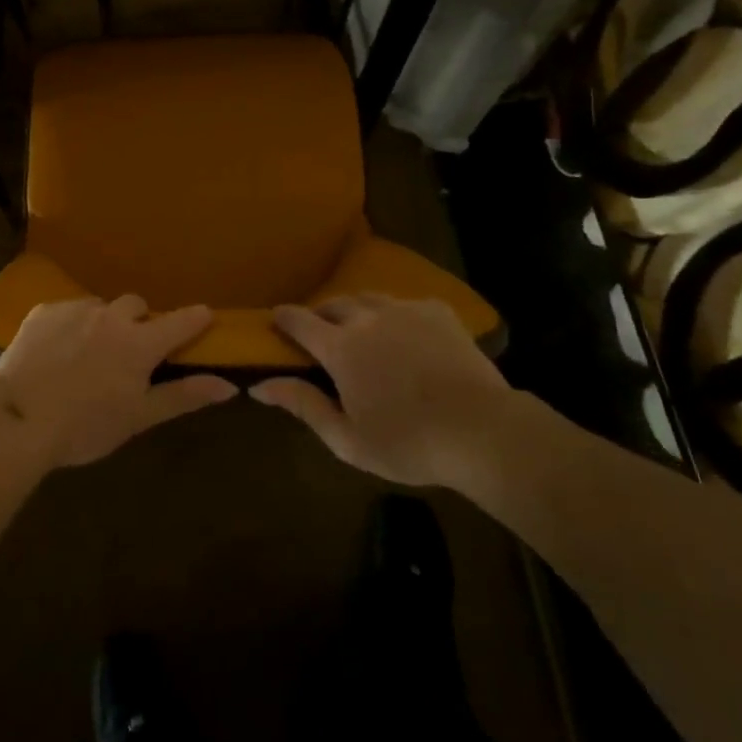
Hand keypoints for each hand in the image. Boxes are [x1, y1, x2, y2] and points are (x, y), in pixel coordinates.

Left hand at [0, 297, 236, 468]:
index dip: (196, 318)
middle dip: (139, 322)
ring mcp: (75, 309)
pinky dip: (70, 326)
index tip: (204, 317)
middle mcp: (111, 316)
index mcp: (139, 343)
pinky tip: (56, 353)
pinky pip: (67, 310)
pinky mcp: (44, 310)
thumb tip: (229, 386)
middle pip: (136, 306)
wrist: (18, 418)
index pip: (180, 321)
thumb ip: (183, 396)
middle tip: (129, 351)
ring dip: (102, 323)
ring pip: (100, 307)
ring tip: (86, 355)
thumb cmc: (85, 426)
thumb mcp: (138, 417)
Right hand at [250, 295, 515, 487]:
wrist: (483, 431)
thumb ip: (303, 405)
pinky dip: (396, 314)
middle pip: (334, 304)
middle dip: (320, 313)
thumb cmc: (409, 443)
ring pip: (369, 298)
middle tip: (319, 330)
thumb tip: (258, 387)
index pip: (300, 321)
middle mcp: (367, 318)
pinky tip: (404, 331)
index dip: (284, 318)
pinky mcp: (437, 311)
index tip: (276, 318)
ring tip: (359, 326)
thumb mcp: (347, 439)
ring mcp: (404, 310)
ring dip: (356, 310)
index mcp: (341, 348)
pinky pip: (406, 304)